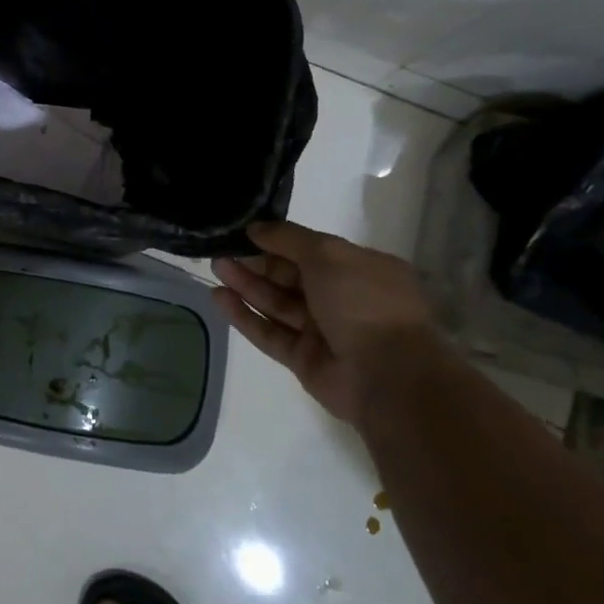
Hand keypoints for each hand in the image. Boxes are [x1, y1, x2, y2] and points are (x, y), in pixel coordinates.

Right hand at [211, 222, 440, 425]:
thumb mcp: (328, 255)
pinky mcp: (304, 359)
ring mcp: (323, 331)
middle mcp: (343, 299)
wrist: (387, 375)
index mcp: (361, 270)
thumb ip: (289, 238)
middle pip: (291, 277)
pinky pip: (270, 332)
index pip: (312, 251)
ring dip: (247, 285)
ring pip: (277, 303)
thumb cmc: (364, 302)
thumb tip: (256, 227)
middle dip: (257, 262)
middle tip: (222, 249)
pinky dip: (245, 315)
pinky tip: (219, 298)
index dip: (279, 240)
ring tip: (215, 267)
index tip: (245, 232)